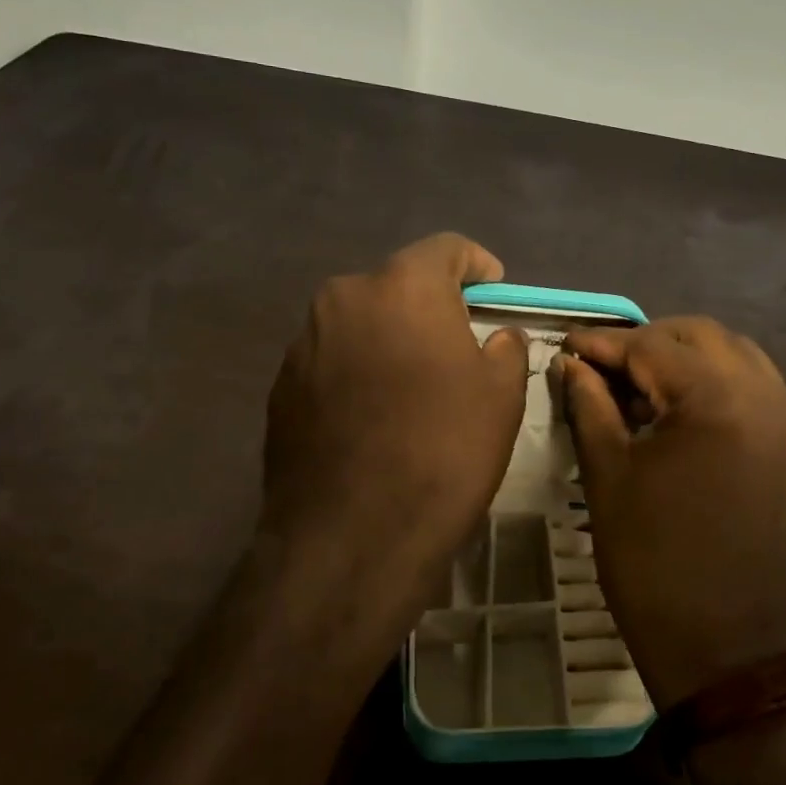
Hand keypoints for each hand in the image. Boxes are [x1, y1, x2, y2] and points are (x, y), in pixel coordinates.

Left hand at [258, 234, 528, 658]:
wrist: (352, 535)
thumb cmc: (443, 451)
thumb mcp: (501, 395)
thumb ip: (504, 347)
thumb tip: (496, 336)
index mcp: (402, 286)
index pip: (446, 248)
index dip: (476, 265)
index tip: (492, 291)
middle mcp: (344, 298)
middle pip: (398, 284)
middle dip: (430, 306)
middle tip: (456, 345)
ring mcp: (304, 342)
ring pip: (361, 322)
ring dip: (390, 339)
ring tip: (412, 386)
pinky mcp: (281, 386)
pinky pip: (332, 360)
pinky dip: (358, 371)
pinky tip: (374, 417)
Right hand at [555, 318, 785, 707]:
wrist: (726, 652)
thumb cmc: (653, 564)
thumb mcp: (608, 478)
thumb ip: (589, 406)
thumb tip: (570, 364)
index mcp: (719, 400)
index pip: (652, 346)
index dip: (602, 343)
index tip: (566, 346)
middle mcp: (767, 396)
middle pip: (700, 336)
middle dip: (645, 342)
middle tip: (601, 367)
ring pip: (733, 356)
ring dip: (683, 358)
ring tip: (637, 387)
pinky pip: (754, 389)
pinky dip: (713, 383)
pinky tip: (677, 411)